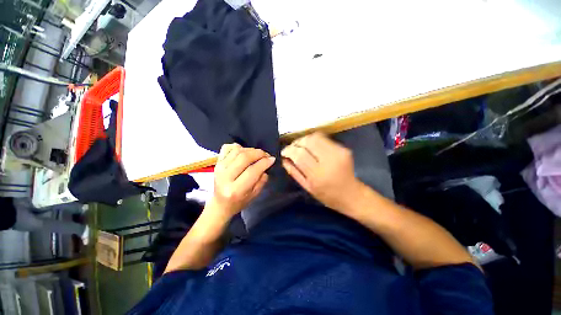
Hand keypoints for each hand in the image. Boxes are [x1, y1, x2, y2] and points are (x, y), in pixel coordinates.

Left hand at [208, 143, 274, 219]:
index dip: (264, 162)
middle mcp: (225, 177)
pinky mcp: (217, 162)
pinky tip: (244, 151)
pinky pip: (227, 148)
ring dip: (250, 149)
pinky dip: (237, 147)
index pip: (252, 170)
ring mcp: (219, 168)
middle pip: (244, 157)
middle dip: (259, 153)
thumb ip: (262, 180)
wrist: (220, 204)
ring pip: (237, 150)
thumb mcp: (254, 195)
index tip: (272, 159)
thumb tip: (266, 163)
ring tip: (257, 154)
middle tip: (266, 155)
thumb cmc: (239, 202)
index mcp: (235, 189)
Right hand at [281, 133, 361, 213]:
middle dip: (296, 142)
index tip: (284, 152)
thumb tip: (284, 159)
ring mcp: (338, 152)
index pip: (300, 155)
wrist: (352, 195)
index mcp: (318, 175)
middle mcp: (329, 161)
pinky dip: (314, 141)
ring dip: (304, 139)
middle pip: (308, 141)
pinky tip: (311, 147)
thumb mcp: (307, 187)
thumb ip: (294, 172)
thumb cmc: (327, 195)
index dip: (289, 150)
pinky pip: (324, 138)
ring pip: (316, 136)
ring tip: (300, 146)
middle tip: (292, 148)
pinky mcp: (343, 148)